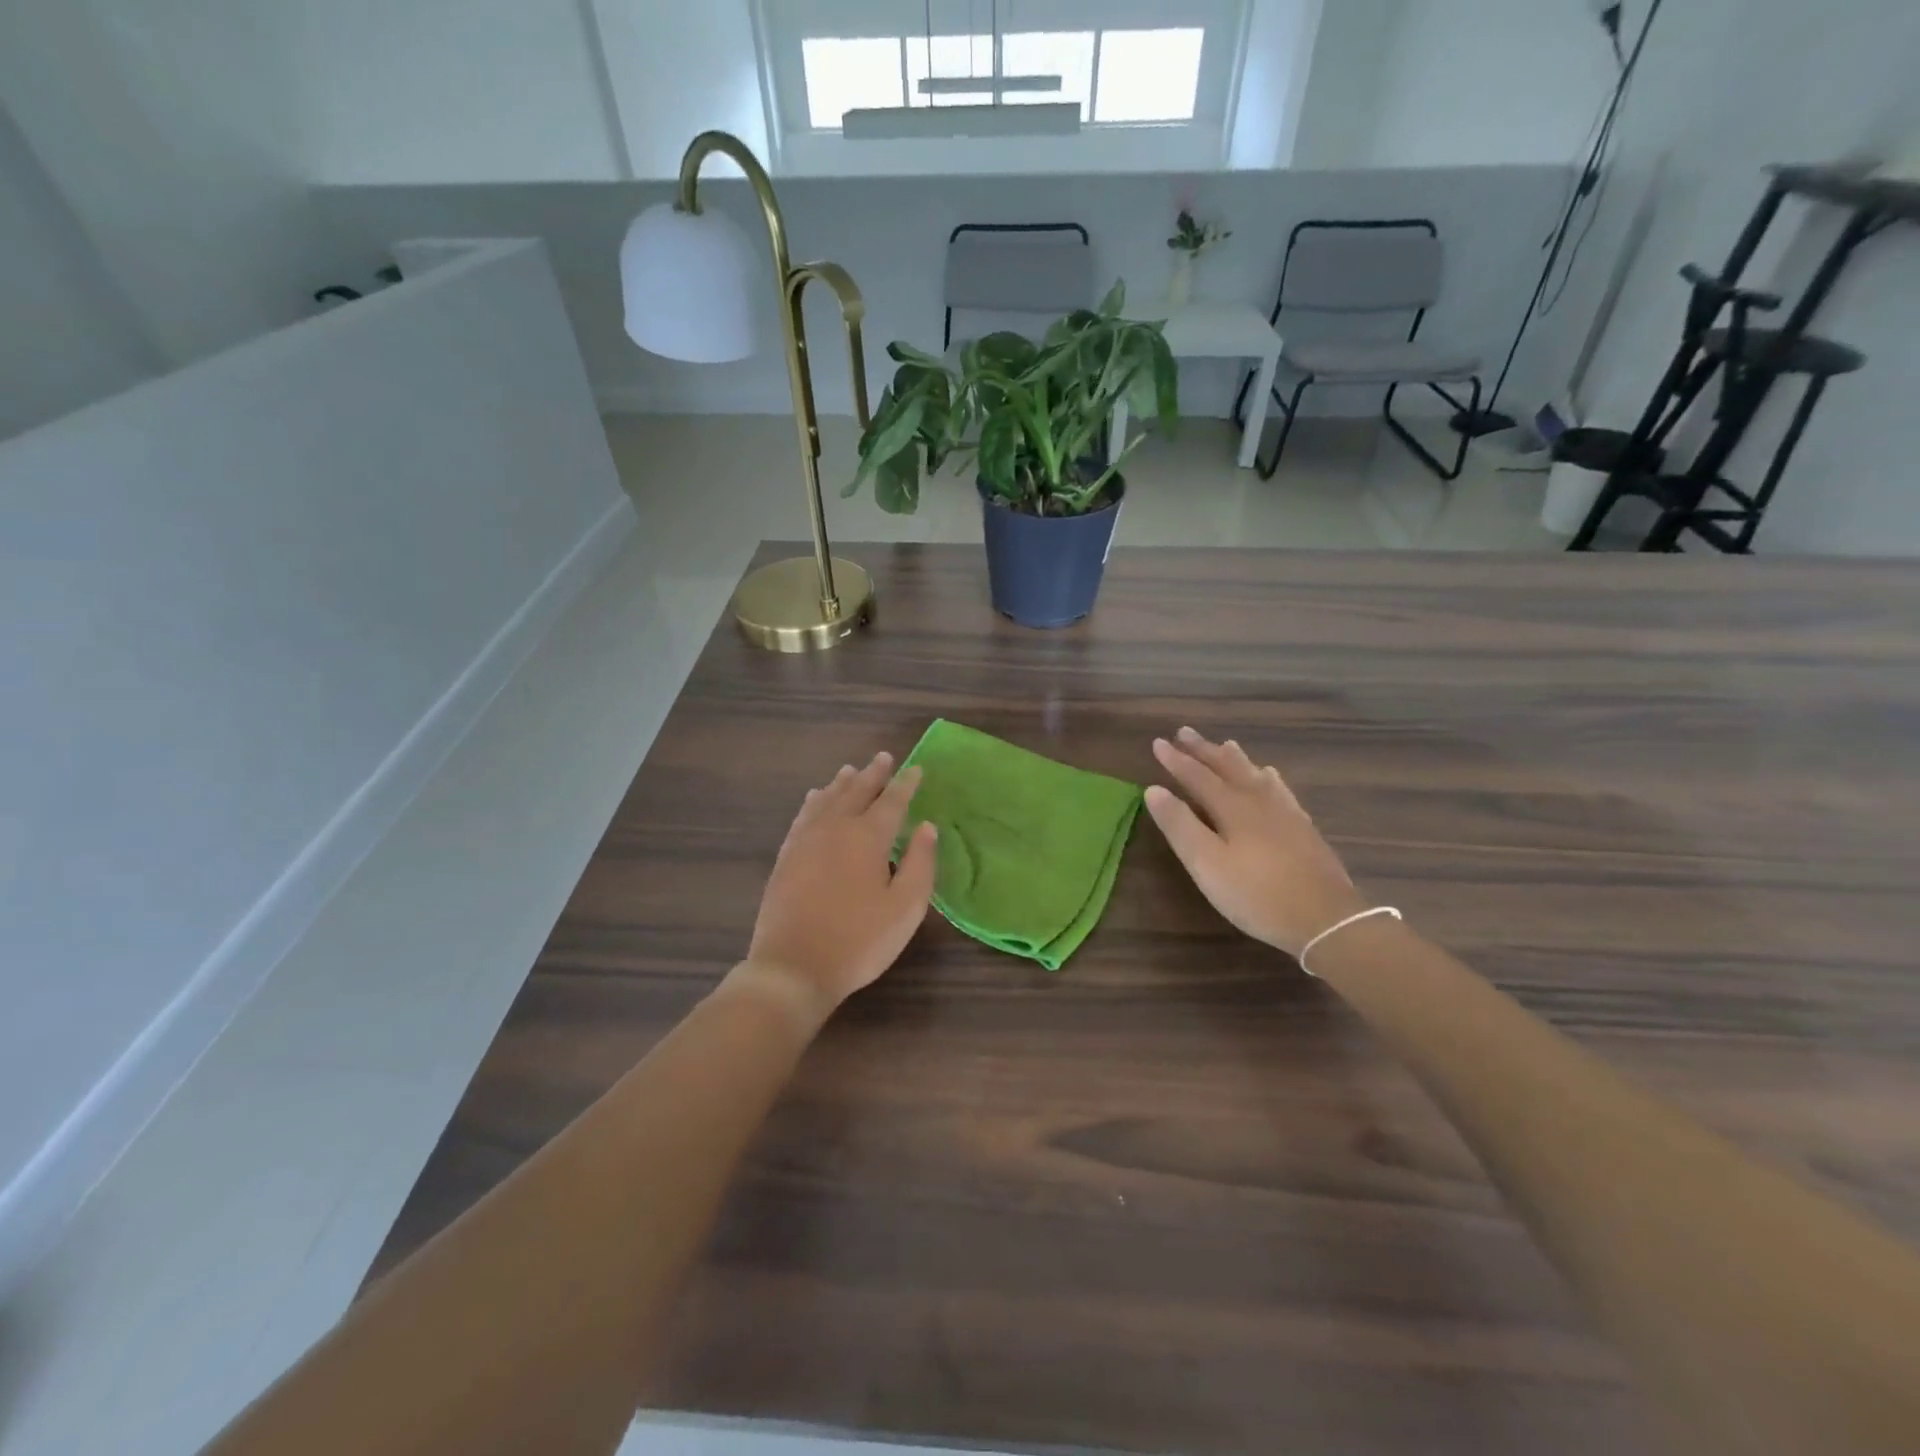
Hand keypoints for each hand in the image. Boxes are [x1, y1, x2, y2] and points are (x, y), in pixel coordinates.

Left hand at [746, 751, 938, 1016]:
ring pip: (826, 799)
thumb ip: (920, 863)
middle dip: (873, 774)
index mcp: (867, 837)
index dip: (906, 784)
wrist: (793, 967)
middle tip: (884, 757)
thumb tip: (928, 827)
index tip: (916, 769)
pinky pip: (803, 815)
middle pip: (856, 791)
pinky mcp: (787, 856)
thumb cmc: (858, 941)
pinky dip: (814, 801)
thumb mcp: (905, 908)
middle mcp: (835, 828)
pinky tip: (816, 799)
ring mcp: (806, 840)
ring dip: (842, 783)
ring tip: (851, 771)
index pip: (892, 801)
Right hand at [1146, 728, 1365, 957]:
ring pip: (1256, 775)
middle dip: (1204, 750)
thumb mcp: (1207, 864)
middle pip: (1228, 767)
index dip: (1176, 760)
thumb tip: (1154, 789)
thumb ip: (1180, 825)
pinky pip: (1280, 789)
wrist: (1327, 919)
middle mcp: (1259, 801)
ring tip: (1226, 744)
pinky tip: (1271, 778)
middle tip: (1186, 732)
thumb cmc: (1257, 894)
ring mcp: (1286, 813)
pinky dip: (1269, 777)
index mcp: (1232, 807)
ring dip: (1236, 759)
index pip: (1197, 776)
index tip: (1158, 742)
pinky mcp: (1303, 828)